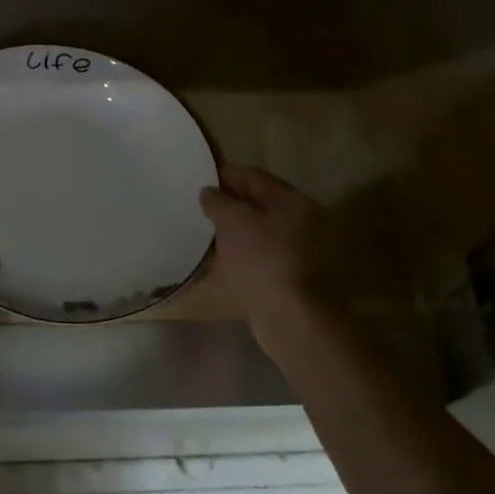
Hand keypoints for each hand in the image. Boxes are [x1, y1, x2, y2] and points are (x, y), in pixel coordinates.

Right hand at [200, 165, 331, 355]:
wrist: (289, 317)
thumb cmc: (261, 259)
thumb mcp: (232, 221)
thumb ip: (217, 201)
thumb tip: (209, 192)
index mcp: (290, 200)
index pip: (252, 176)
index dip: (224, 176)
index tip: (197, 182)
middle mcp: (297, 221)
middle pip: (255, 203)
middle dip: (226, 204)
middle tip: (197, 208)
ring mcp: (293, 250)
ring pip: (253, 231)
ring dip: (229, 231)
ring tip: (201, 234)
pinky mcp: (284, 275)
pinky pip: (254, 255)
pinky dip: (235, 254)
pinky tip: (214, 260)